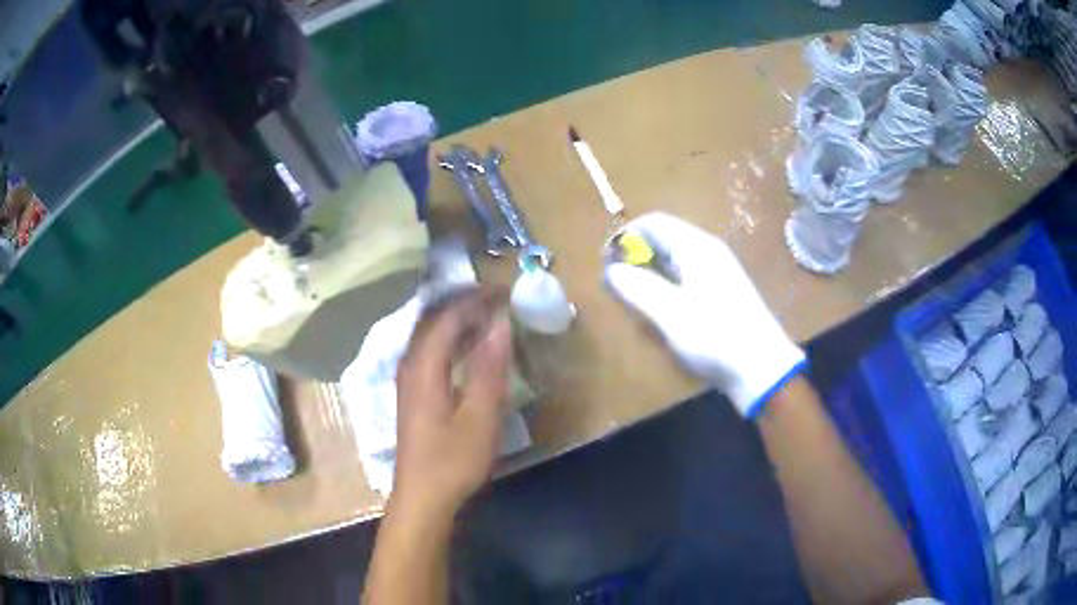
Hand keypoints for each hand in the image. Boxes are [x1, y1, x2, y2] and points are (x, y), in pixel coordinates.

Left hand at [392, 289, 512, 517]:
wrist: (422, 497)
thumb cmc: (453, 460)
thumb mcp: (481, 417)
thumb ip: (490, 368)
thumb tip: (500, 324)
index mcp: (424, 366)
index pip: (448, 316)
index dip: (475, 299)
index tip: (505, 291)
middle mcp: (410, 365)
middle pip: (434, 320)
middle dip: (465, 304)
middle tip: (498, 299)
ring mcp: (407, 380)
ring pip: (430, 336)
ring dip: (457, 321)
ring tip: (488, 316)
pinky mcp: (412, 394)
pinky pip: (430, 352)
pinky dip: (451, 340)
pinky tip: (468, 349)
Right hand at [605, 213, 804, 416]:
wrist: (761, 368)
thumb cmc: (716, 337)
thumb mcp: (670, 314)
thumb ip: (637, 289)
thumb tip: (611, 270)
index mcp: (696, 248)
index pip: (654, 223)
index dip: (626, 237)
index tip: (607, 264)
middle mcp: (707, 252)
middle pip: (663, 241)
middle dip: (636, 260)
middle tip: (617, 289)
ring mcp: (716, 273)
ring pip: (673, 262)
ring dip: (649, 277)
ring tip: (635, 305)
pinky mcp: (720, 293)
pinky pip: (685, 280)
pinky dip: (666, 290)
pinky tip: (661, 315)